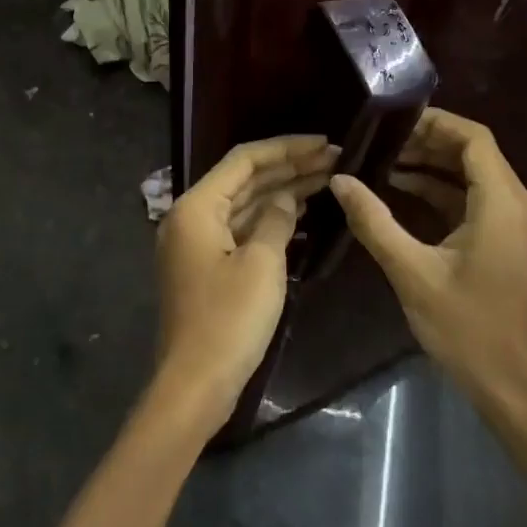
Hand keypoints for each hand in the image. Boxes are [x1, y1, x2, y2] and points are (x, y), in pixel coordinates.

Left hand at [154, 135, 337, 431]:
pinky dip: (269, 222)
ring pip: (244, 206)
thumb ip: (277, 219)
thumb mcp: (262, 263)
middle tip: (334, 160)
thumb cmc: (229, 319)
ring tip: (326, 181)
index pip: (243, 160)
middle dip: (288, 169)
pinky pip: (241, 231)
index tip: (324, 143)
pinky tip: (301, 216)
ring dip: (281, 193)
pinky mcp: (207, 268)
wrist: (196, 383)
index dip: (286, 148)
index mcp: (197, 207)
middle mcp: (191, 218)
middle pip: (244, 180)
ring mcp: (197, 244)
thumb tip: (286, 199)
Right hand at [329, 109, 526, 409]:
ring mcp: (517, 225)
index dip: (436, 123)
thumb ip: (374, 221)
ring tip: (384, 163)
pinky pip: (476, 201)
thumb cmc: (466, 328)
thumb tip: (340, 181)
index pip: (474, 139)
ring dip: (433, 167)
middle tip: (380, 143)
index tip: (393, 121)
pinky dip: (443, 192)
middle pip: (475, 153)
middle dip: (428, 143)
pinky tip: (403, 194)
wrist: (511, 384)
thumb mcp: (412, 272)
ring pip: (475, 177)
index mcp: (502, 205)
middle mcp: (518, 206)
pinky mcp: (509, 242)